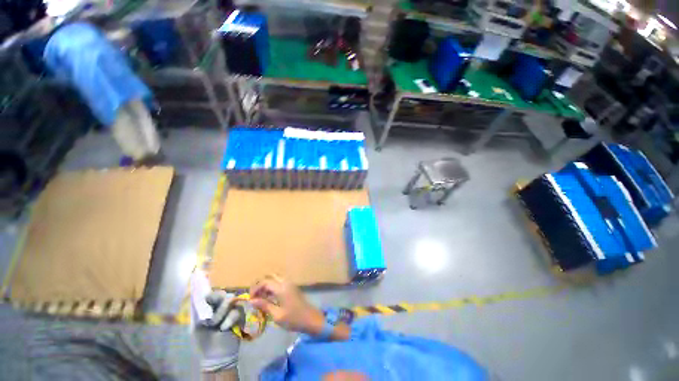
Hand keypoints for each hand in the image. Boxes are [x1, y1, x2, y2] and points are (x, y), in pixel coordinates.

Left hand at [193, 290, 242, 372]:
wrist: (216, 355)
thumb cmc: (204, 340)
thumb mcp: (196, 326)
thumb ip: (198, 311)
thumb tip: (197, 296)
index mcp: (211, 307)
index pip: (213, 294)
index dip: (211, 295)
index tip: (207, 300)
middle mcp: (222, 306)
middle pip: (224, 294)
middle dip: (218, 304)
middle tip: (213, 316)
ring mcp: (233, 309)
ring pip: (231, 300)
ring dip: (222, 312)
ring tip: (217, 325)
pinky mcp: (241, 315)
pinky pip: (237, 311)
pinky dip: (230, 319)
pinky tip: (225, 327)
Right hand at [249, 275, 325, 335]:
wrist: (310, 318)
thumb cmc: (293, 319)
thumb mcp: (277, 315)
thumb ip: (264, 305)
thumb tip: (252, 301)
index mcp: (282, 288)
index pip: (265, 282)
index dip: (255, 288)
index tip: (250, 299)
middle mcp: (286, 282)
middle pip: (270, 276)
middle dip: (261, 284)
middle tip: (254, 296)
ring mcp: (290, 283)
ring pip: (275, 278)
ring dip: (267, 285)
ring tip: (260, 298)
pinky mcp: (292, 287)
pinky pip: (280, 282)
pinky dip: (273, 287)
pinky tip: (269, 298)